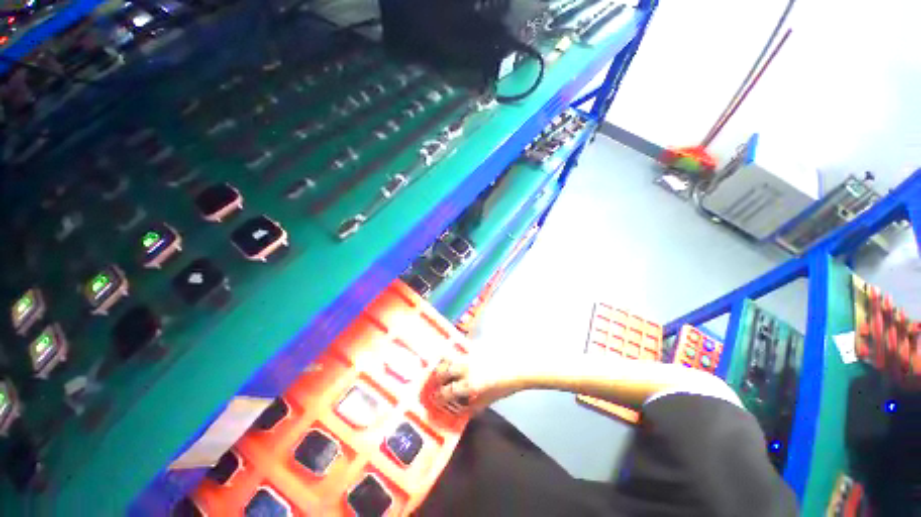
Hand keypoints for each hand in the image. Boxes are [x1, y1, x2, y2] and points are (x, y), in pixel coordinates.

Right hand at [430, 356, 524, 413]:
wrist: (518, 365)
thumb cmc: (506, 385)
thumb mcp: (490, 399)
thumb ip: (475, 405)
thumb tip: (463, 410)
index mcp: (470, 385)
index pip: (448, 391)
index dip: (439, 396)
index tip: (435, 399)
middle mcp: (466, 369)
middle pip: (444, 371)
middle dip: (437, 378)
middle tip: (436, 382)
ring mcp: (469, 355)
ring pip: (449, 357)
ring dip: (443, 364)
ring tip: (442, 368)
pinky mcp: (474, 346)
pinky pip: (459, 349)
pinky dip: (454, 354)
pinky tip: (454, 358)